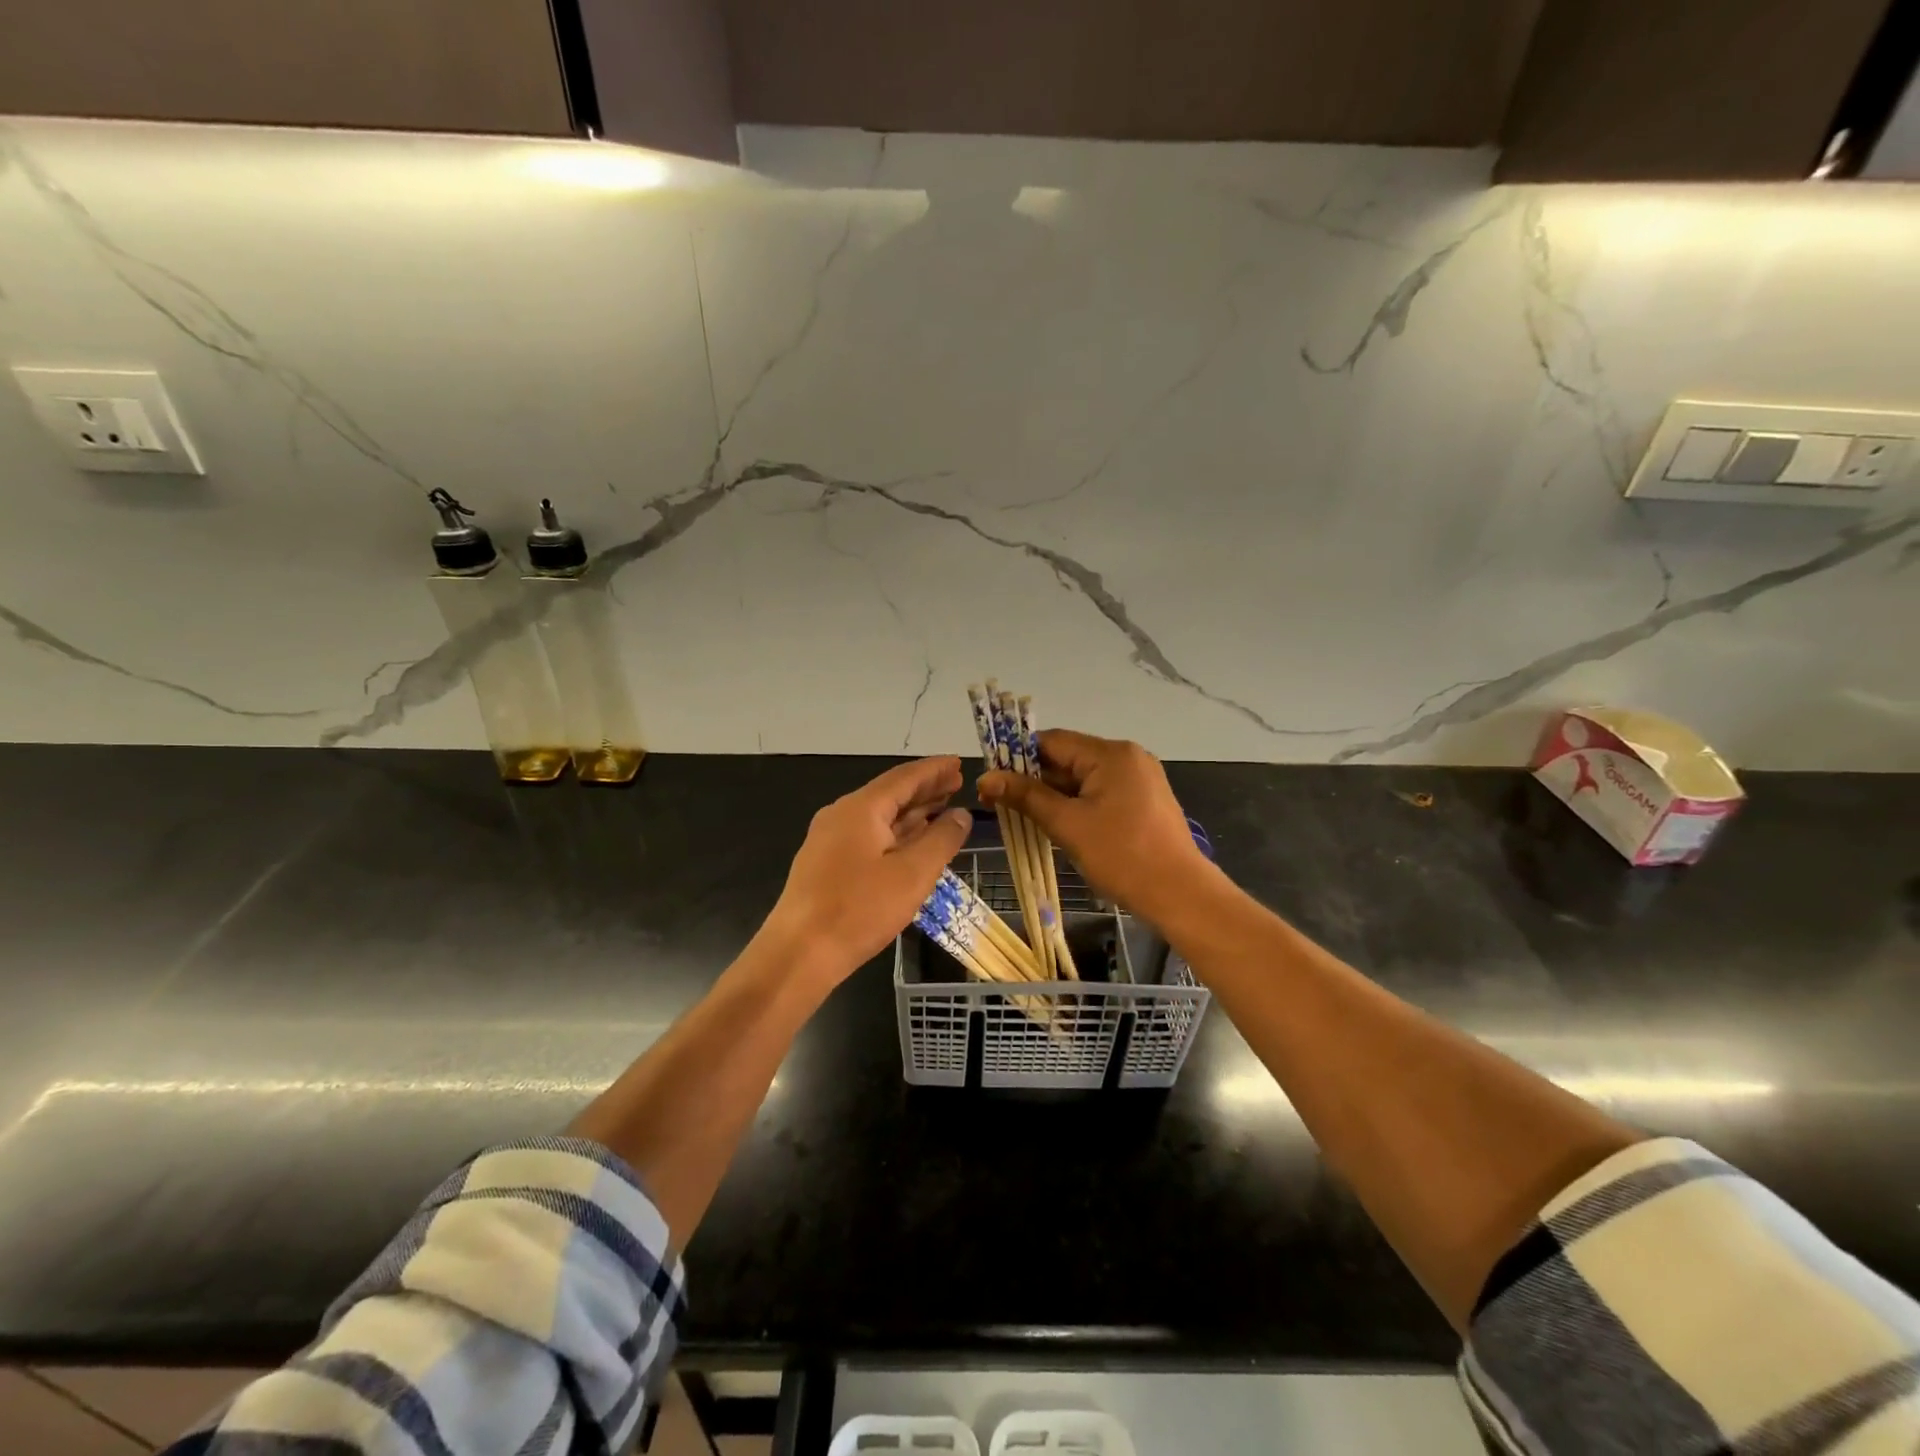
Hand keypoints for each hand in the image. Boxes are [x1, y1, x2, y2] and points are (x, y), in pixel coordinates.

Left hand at [760, 757, 971, 989]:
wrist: (799, 954)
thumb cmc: (859, 910)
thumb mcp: (912, 874)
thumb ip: (941, 840)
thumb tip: (961, 814)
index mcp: (860, 808)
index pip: (904, 777)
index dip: (934, 770)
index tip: (959, 762)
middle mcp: (842, 815)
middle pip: (890, 794)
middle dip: (925, 789)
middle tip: (957, 783)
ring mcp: (830, 840)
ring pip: (879, 817)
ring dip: (911, 812)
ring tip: (942, 808)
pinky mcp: (826, 865)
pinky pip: (868, 837)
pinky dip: (895, 833)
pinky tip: (912, 842)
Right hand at [978, 730, 1212, 924]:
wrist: (1180, 894)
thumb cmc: (1121, 855)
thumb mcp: (1067, 824)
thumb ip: (1026, 796)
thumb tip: (986, 778)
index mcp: (1110, 753)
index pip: (1052, 741)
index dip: (1017, 757)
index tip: (992, 779)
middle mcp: (1127, 757)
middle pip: (1068, 758)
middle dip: (1034, 780)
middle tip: (1000, 804)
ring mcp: (1139, 779)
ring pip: (1083, 779)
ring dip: (1054, 796)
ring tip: (1023, 818)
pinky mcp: (1144, 801)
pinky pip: (1100, 793)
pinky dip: (1077, 805)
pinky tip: (1058, 825)